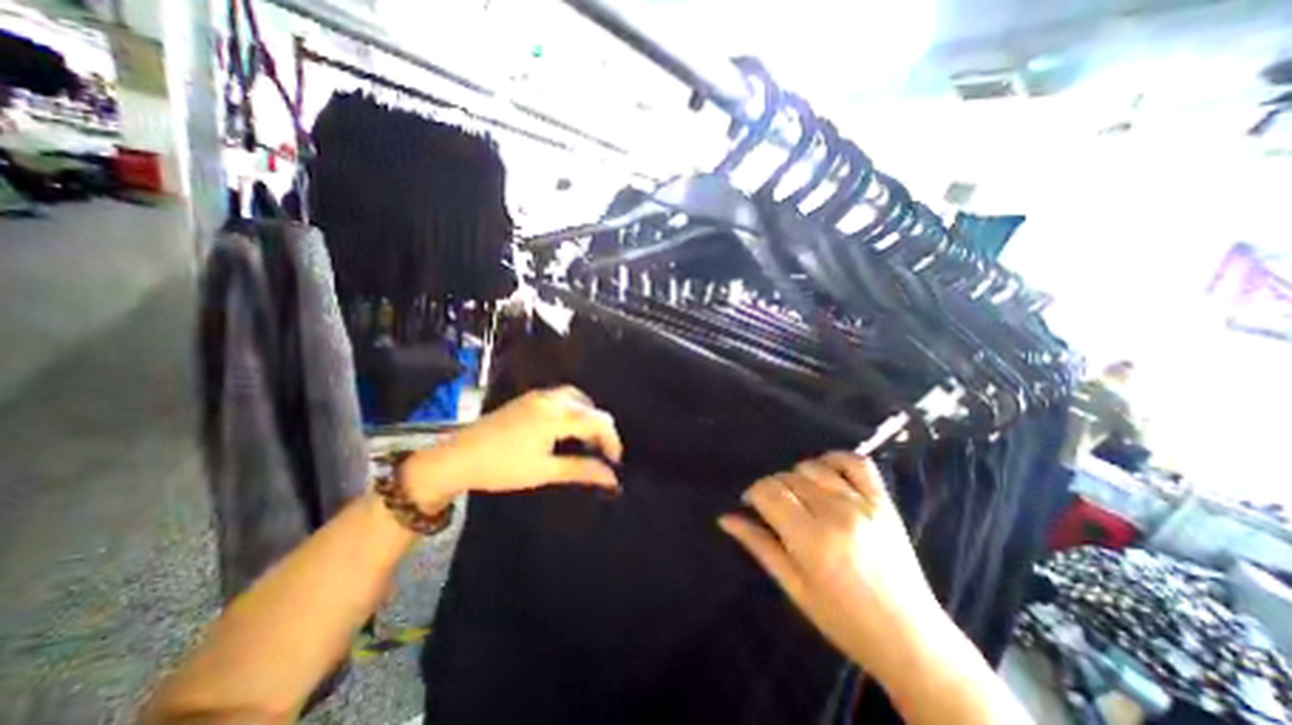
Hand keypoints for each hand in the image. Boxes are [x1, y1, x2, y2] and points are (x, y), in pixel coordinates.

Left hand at [404, 385, 623, 508]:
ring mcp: (538, 396)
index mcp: (556, 415)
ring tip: (585, 440)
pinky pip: (561, 397)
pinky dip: (573, 410)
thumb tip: (612, 478)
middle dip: (600, 430)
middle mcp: (550, 399)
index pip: (598, 421)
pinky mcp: (528, 399)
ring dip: (587, 417)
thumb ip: (581, 470)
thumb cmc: (501, 467)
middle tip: (599, 454)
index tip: (613, 463)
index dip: (612, 441)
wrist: (456, 458)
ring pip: (576, 399)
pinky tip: (565, 428)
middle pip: (590, 407)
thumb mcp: (544, 471)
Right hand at [722, 451, 944, 677]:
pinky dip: (835, 459)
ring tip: (800, 497)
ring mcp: (862, 504)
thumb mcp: (794, 587)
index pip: (768, 492)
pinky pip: (856, 462)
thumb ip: (759, 545)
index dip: (753, 493)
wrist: (910, 638)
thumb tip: (725, 518)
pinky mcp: (883, 501)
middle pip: (787, 478)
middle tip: (778, 511)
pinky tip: (826, 473)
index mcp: (810, 539)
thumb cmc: (843, 620)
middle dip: (774, 489)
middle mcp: (834, 513)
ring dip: (798, 476)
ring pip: (813, 466)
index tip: (753, 505)